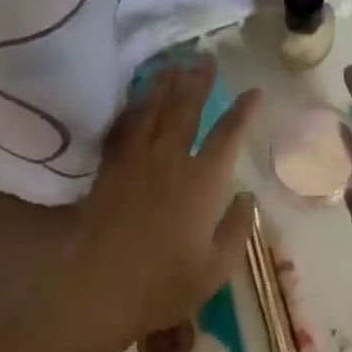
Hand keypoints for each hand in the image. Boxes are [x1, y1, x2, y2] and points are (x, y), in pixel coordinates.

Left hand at [65, 61, 258, 349]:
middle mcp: (169, 161)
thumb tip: (247, 197)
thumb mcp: (217, 268)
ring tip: (173, 65)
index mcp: (201, 182)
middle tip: (205, 59)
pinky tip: (135, 101)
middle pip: (186, 109)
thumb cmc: (164, 285)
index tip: (254, 91)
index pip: (228, 135)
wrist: (98, 292)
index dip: (244, 110)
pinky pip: (122, 129)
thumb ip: (237, 229)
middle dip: (198, 81)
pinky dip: (131, 110)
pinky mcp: (109, 171)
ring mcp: (134, 162)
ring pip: (152, 111)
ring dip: (164, 85)